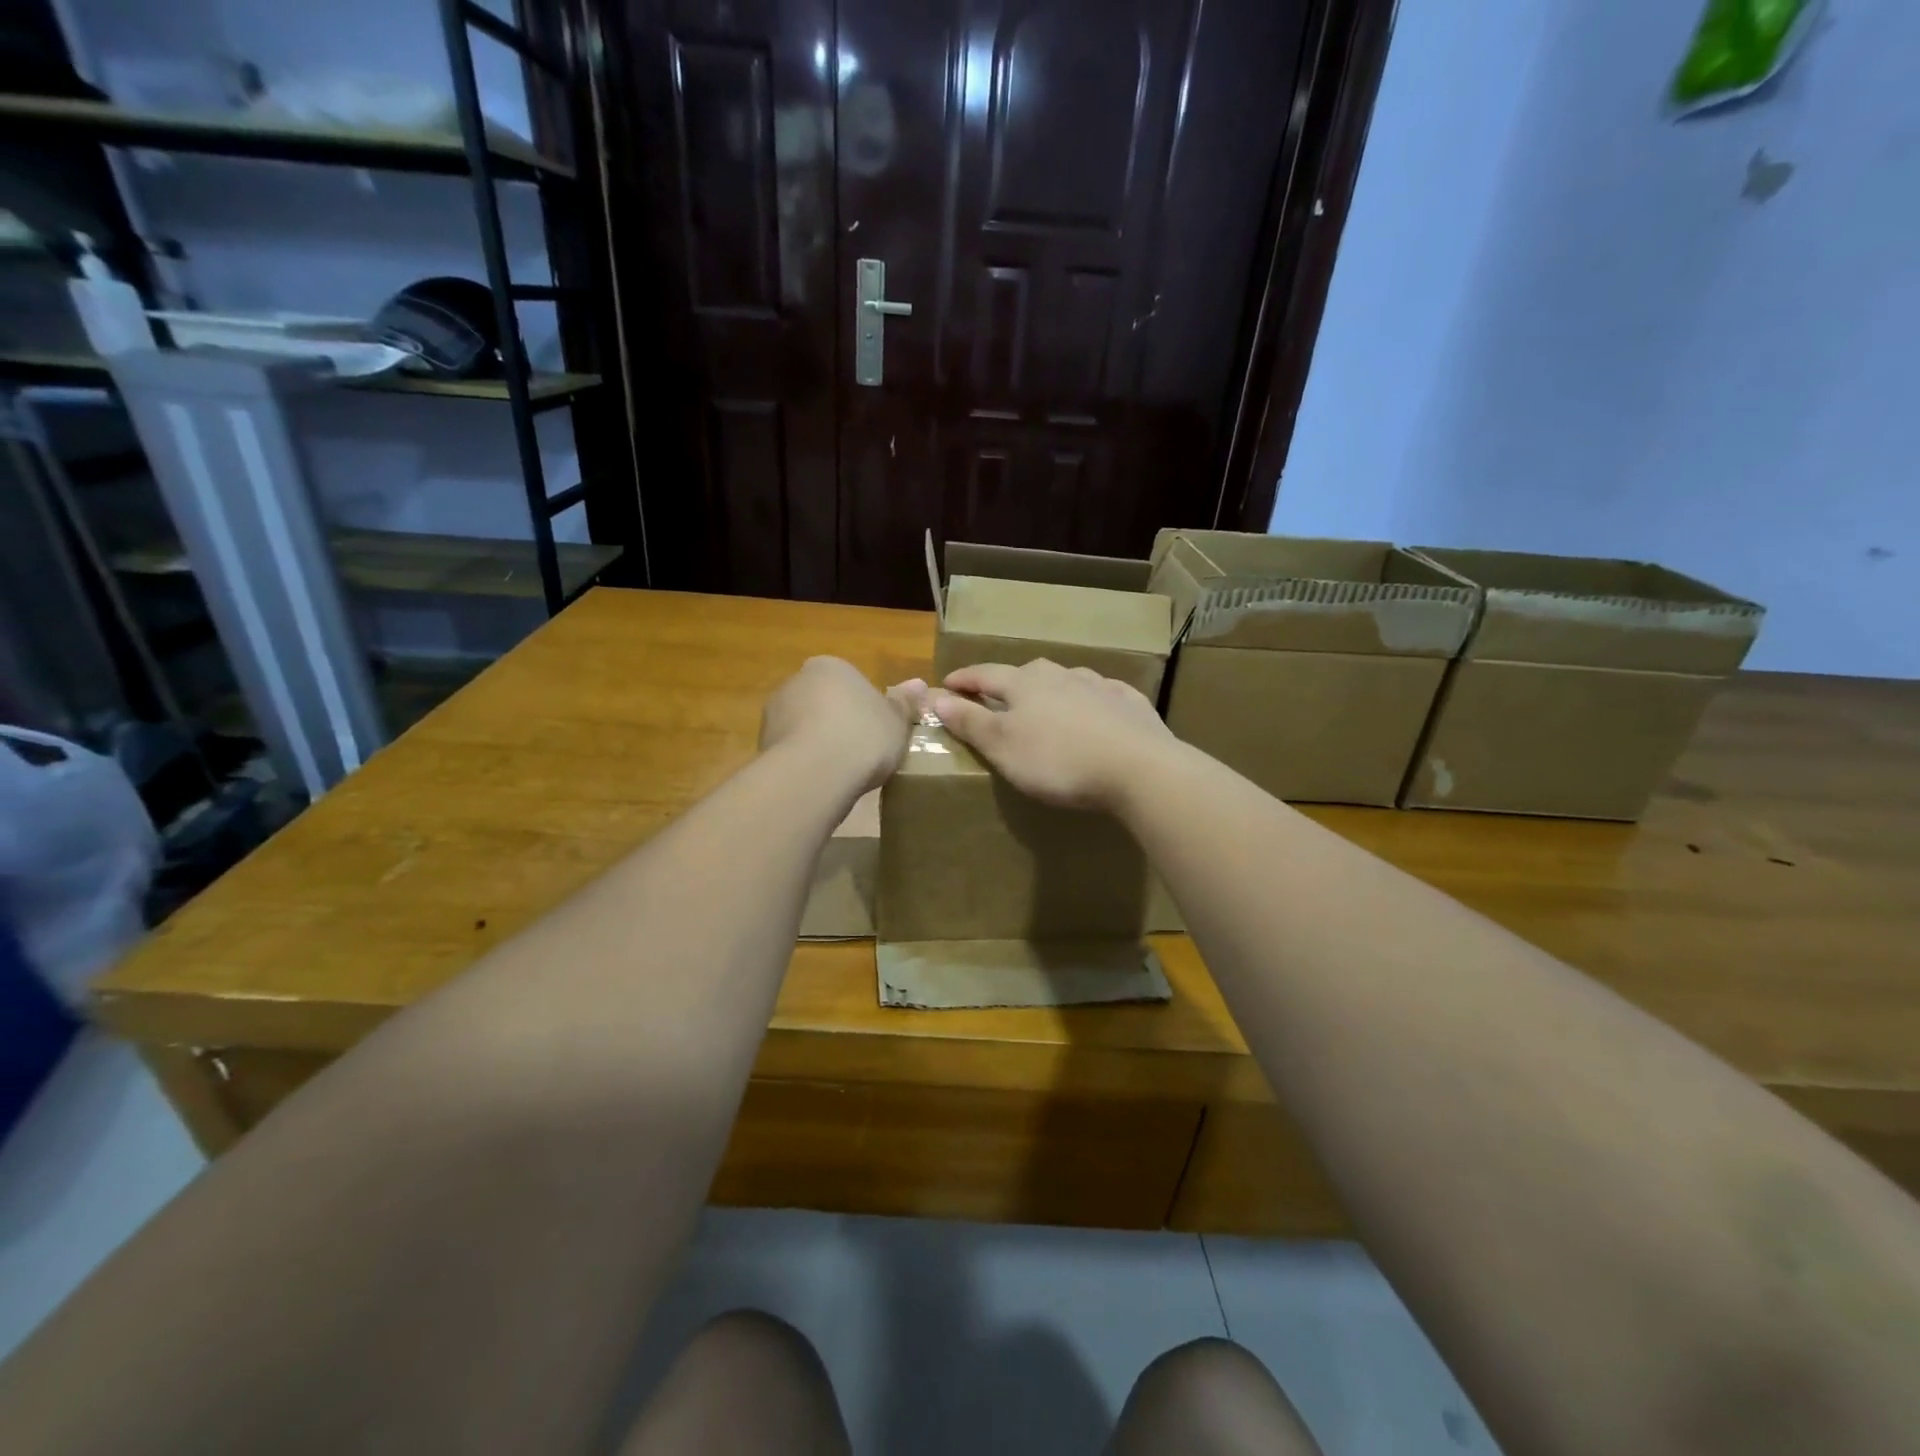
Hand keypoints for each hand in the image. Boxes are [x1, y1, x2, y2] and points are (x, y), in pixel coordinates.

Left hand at [760, 657, 925, 793]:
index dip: (864, 708)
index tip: (876, 732)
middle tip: (861, 752)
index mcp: (830, 666)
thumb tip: (920, 684)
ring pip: (803, 727)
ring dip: (817, 743)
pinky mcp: (761, 745)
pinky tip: (820, 782)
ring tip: (840, 772)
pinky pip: (791, 752)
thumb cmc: (864, 736)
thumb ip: (905, 703)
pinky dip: (804, 763)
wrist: (815, 772)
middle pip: (822, 702)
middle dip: (837, 723)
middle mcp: (796, 681)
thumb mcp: (897, 721)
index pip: (849, 682)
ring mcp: (774, 713)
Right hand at [930, 660, 1176, 810]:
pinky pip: (1102, 695)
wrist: (1138, 768)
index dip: (964, 680)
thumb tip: (936, 697)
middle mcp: (1061, 676)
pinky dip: (1089, 701)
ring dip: (1051, 690)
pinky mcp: (1130, 703)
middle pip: (1027, 673)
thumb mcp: (1003, 746)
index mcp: (1025, 684)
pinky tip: (1095, 712)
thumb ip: (971, 722)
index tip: (947, 684)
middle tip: (997, 697)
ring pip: (1067, 680)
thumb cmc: (1059, 760)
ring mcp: (1099, 686)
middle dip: (1008, 683)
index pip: (985, 675)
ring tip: (1046, 706)